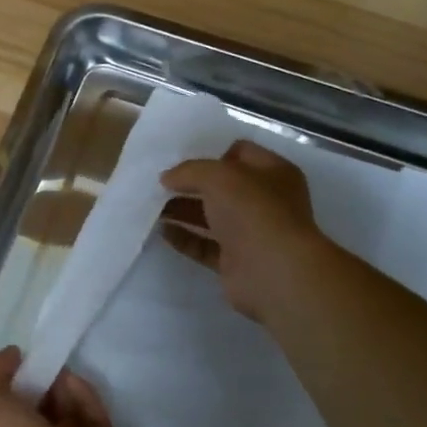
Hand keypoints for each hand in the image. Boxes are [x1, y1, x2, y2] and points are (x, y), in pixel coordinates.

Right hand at [159, 139, 337, 325]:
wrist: (274, 273)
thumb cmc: (253, 211)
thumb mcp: (218, 176)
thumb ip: (189, 171)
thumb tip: (167, 178)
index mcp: (273, 173)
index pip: (241, 153)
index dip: (212, 154)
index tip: (184, 162)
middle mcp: (265, 201)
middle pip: (222, 187)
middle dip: (191, 184)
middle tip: (160, 185)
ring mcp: (251, 233)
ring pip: (211, 216)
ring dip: (183, 210)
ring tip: (152, 207)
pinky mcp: (235, 261)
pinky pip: (204, 245)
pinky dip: (184, 238)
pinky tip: (161, 231)